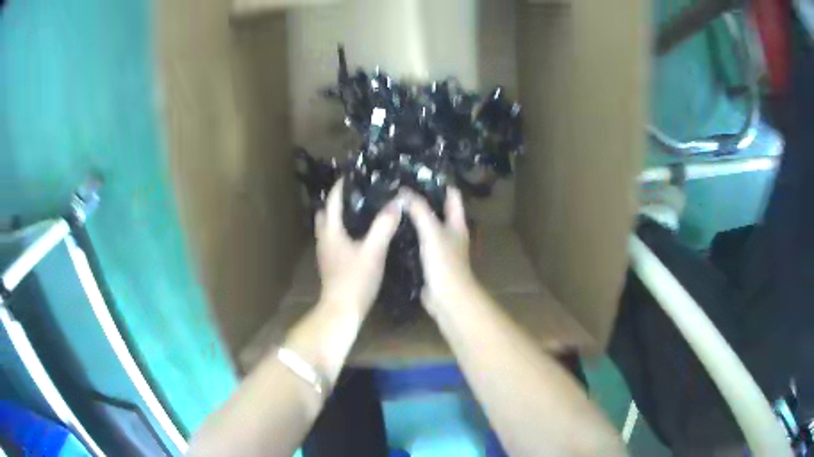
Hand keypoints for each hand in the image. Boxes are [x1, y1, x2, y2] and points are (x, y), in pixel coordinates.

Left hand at [315, 179, 401, 316]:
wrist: (342, 310)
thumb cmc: (355, 280)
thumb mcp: (374, 251)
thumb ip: (384, 226)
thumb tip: (396, 202)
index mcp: (331, 231)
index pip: (333, 201)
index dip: (342, 186)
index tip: (354, 174)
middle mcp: (324, 239)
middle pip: (326, 213)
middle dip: (338, 201)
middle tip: (359, 194)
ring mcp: (326, 253)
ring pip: (329, 227)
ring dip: (341, 217)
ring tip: (363, 211)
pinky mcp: (331, 264)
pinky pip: (335, 239)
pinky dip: (344, 231)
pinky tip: (360, 236)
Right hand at [402, 187, 480, 315]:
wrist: (447, 298)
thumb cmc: (445, 262)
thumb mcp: (432, 231)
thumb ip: (420, 210)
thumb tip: (403, 191)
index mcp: (457, 223)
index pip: (451, 195)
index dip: (439, 182)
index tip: (418, 172)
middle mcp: (450, 233)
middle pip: (437, 209)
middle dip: (421, 198)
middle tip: (398, 188)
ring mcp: (439, 247)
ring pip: (425, 226)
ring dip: (412, 217)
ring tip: (391, 205)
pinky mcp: (428, 261)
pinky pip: (417, 242)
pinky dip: (407, 235)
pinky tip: (392, 229)